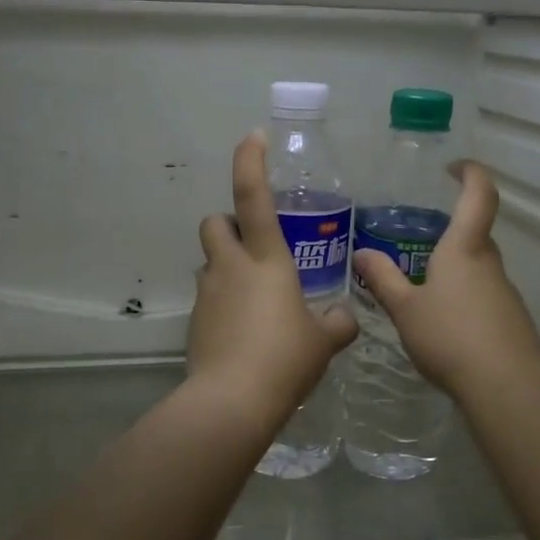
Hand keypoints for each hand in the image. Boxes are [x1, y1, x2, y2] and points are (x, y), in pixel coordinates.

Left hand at [188, 133, 358, 426]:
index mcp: (266, 260)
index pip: (252, 196)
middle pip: (215, 222)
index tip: (253, 137)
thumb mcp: (323, 341)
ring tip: (256, 298)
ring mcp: (207, 294)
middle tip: (255, 247)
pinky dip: (223, 303)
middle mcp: (230, 267)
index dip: (251, 161)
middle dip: (229, 224)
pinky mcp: (195, 322)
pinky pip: (208, 298)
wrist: (231, 402)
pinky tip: (244, 332)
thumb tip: (344, 316)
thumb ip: (337, 323)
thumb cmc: (285, 359)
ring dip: (227, 266)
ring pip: (209, 262)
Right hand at [351, 162, 539, 399]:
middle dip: (452, 232)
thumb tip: (361, 253)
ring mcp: (504, 293)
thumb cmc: (449, 337)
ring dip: (456, 270)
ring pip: (479, 269)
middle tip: (419, 243)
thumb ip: (383, 279)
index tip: (454, 168)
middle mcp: (489, 264)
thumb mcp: (405, 309)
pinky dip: (465, 299)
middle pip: (476, 235)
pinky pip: (484, 296)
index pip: (478, 196)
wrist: (505, 386)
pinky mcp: (510, 320)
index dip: (470, 174)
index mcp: (464, 250)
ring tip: (424, 290)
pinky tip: (445, 325)